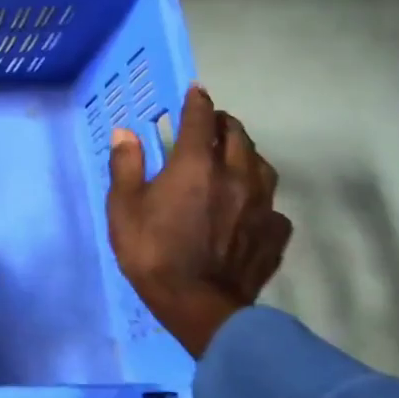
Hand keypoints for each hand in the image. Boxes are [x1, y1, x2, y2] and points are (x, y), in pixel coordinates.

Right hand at [106, 85, 291, 357]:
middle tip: (211, 123)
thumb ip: (126, 166)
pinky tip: (249, 207)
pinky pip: (272, 205)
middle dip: (224, 124)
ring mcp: (261, 205)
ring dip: (246, 154)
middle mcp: (234, 176)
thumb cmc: (152, 252)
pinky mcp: (274, 233)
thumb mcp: (123, 207)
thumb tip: (126, 132)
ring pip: (261, 166)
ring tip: (234, 156)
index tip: (195, 90)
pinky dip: (259, 197)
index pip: (200, 120)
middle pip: (237, 136)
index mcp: (194, 166)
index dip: (197, 101)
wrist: (200, 307)